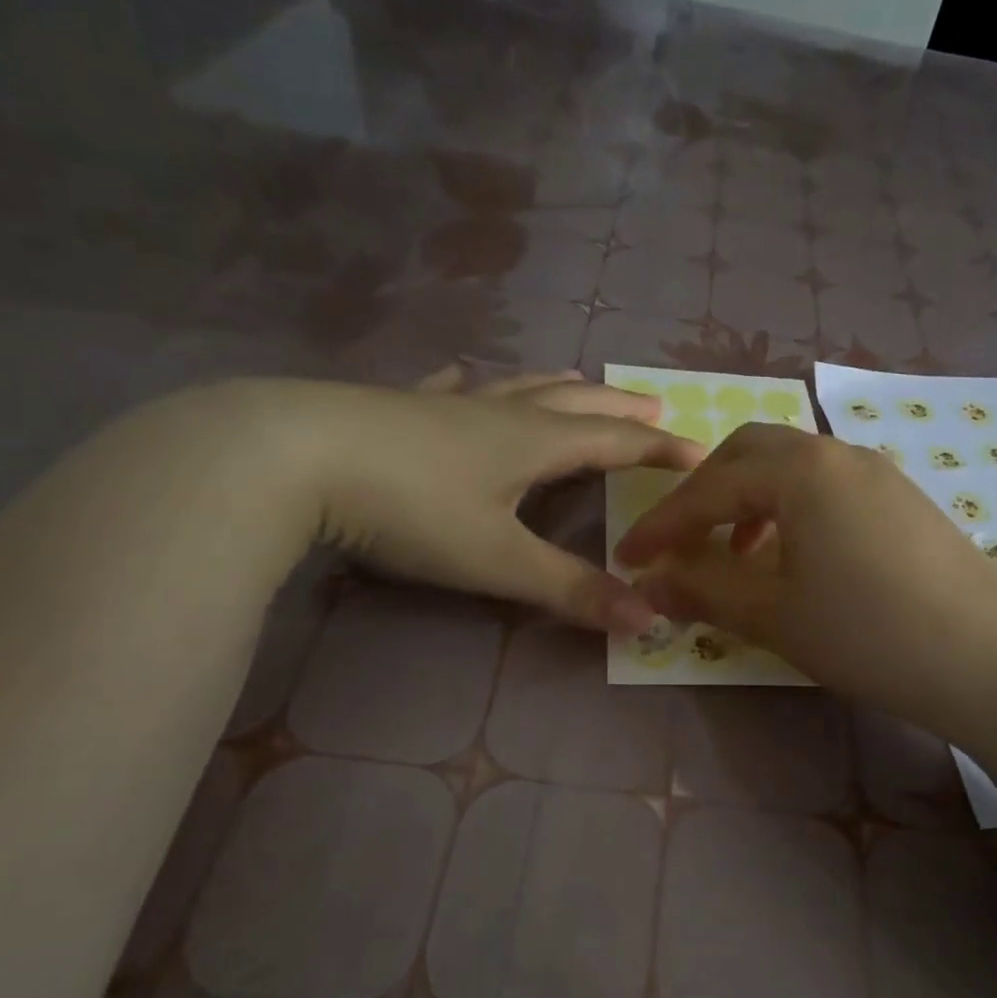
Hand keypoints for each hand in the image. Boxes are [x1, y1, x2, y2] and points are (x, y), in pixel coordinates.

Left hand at [232, 370, 703, 634]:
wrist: (295, 457)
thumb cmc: (412, 509)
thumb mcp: (498, 560)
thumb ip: (572, 591)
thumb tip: (649, 620)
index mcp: (536, 443)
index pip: (618, 442)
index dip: (662, 450)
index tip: (701, 453)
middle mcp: (502, 413)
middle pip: (578, 403)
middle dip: (621, 409)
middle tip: (655, 406)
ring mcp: (449, 403)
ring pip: (521, 388)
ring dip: (561, 388)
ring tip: (583, 384)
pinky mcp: (402, 406)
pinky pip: (451, 387)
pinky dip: (473, 383)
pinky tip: (462, 378)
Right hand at [614, 423, 996, 728]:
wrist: (992, 660)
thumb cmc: (869, 632)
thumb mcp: (773, 613)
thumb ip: (703, 589)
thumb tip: (648, 582)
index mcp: (800, 470)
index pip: (709, 487)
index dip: (662, 524)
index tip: (627, 556)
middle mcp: (838, 453)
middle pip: (749, 453)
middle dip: (704, 494)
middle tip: (681, 543)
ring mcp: (877, 472)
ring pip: (791, 467)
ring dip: (748, 500)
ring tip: (736, 554)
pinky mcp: (902, 499)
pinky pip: (826, 486)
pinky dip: (790, 510)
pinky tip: (794, 557)